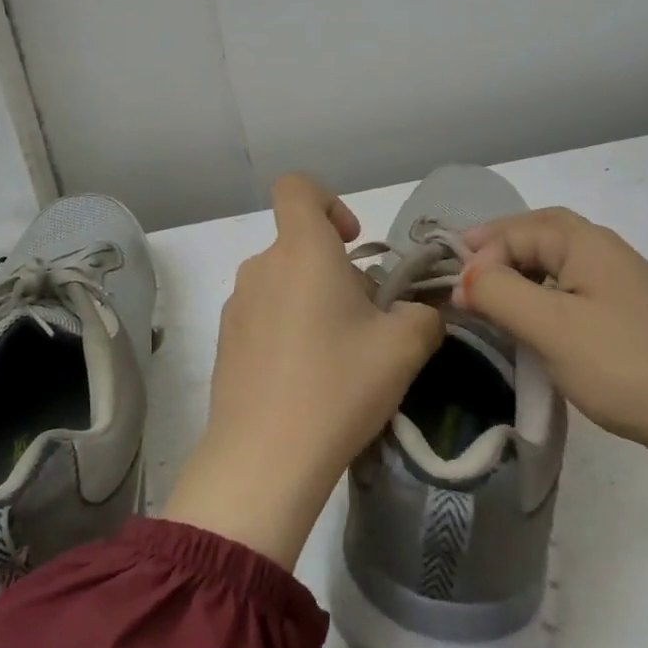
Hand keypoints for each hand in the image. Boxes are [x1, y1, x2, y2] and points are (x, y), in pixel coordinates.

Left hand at [163, 174, 443, 567]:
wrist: (264, 459)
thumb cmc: (338, 386)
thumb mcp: (404, 347)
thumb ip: (422, 315)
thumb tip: (413, 312)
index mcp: (301, 250)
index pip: (297, 188)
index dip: (329, 202)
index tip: (352, 244)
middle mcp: (262, 266)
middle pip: (300, 245)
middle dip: (336, 272)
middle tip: (365, 323)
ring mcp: (237, 305)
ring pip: (284, 283)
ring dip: (312, 303)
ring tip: (338, 357)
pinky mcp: (225, 341)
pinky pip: (264, 316)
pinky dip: (288, 330)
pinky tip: (305, 379)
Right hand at [455, 208, 647, 538]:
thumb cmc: (624, 363)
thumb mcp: (551, 327)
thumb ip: (500, 293)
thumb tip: (463, 277)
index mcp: (586, 242)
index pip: (518, 229)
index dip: (481, 252)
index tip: (456, 290)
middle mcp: (605, 251)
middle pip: (539, 233)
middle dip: (498, 248)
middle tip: (464, 272)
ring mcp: (621, 283)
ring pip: (556, 262)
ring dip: (519, 271)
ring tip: (489, 294)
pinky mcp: (628, 315)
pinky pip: (571, 288)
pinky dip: (542, 293)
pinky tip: (533, 319)